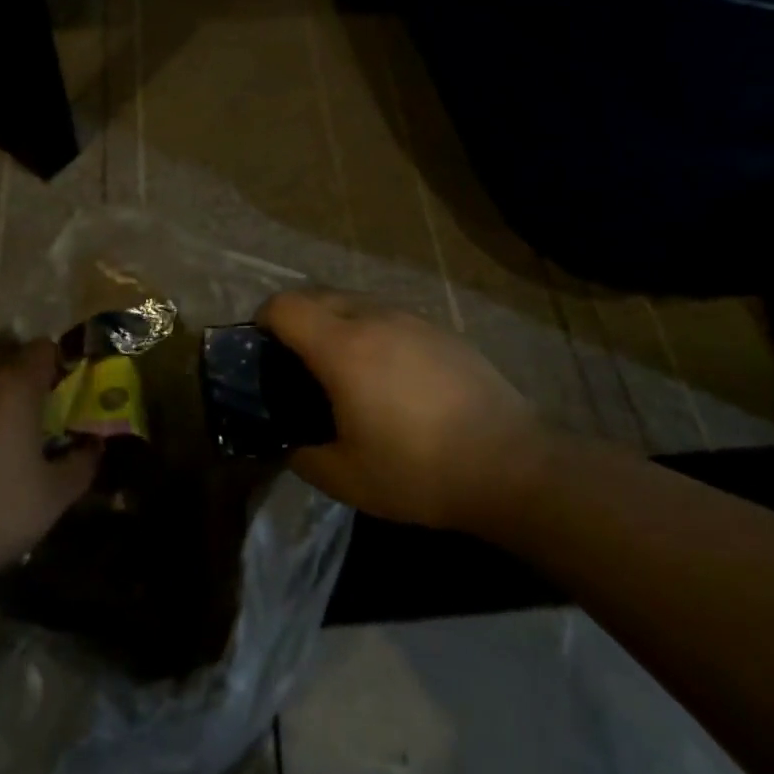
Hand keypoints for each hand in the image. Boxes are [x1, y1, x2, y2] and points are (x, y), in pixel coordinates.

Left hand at [0, 337, 99, 607]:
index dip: (62, 365)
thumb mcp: (51, 498)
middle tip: (44, 417)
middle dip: (29, 379)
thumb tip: (94, 445)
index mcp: (14, 385)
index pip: (44, 348)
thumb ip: (82, 464)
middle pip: (10, 357)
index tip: (71, 395)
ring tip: (10, 441)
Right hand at [260, 291, 546, 531]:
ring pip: (355, 301)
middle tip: (298, 364)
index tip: (263, 352)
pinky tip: (390, 375)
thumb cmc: (419, 471)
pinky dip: (371, 331)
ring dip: (335, 322)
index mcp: (342, 347)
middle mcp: (374, 318)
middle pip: (317, 294)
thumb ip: (303, 454)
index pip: (285, 305)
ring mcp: (411, 319)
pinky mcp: (440, 330)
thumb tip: (293, 442)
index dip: (263, 321)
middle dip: (296, 319)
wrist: (511, 464)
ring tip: (344, 369)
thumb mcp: (346, 478)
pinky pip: (388, 316)